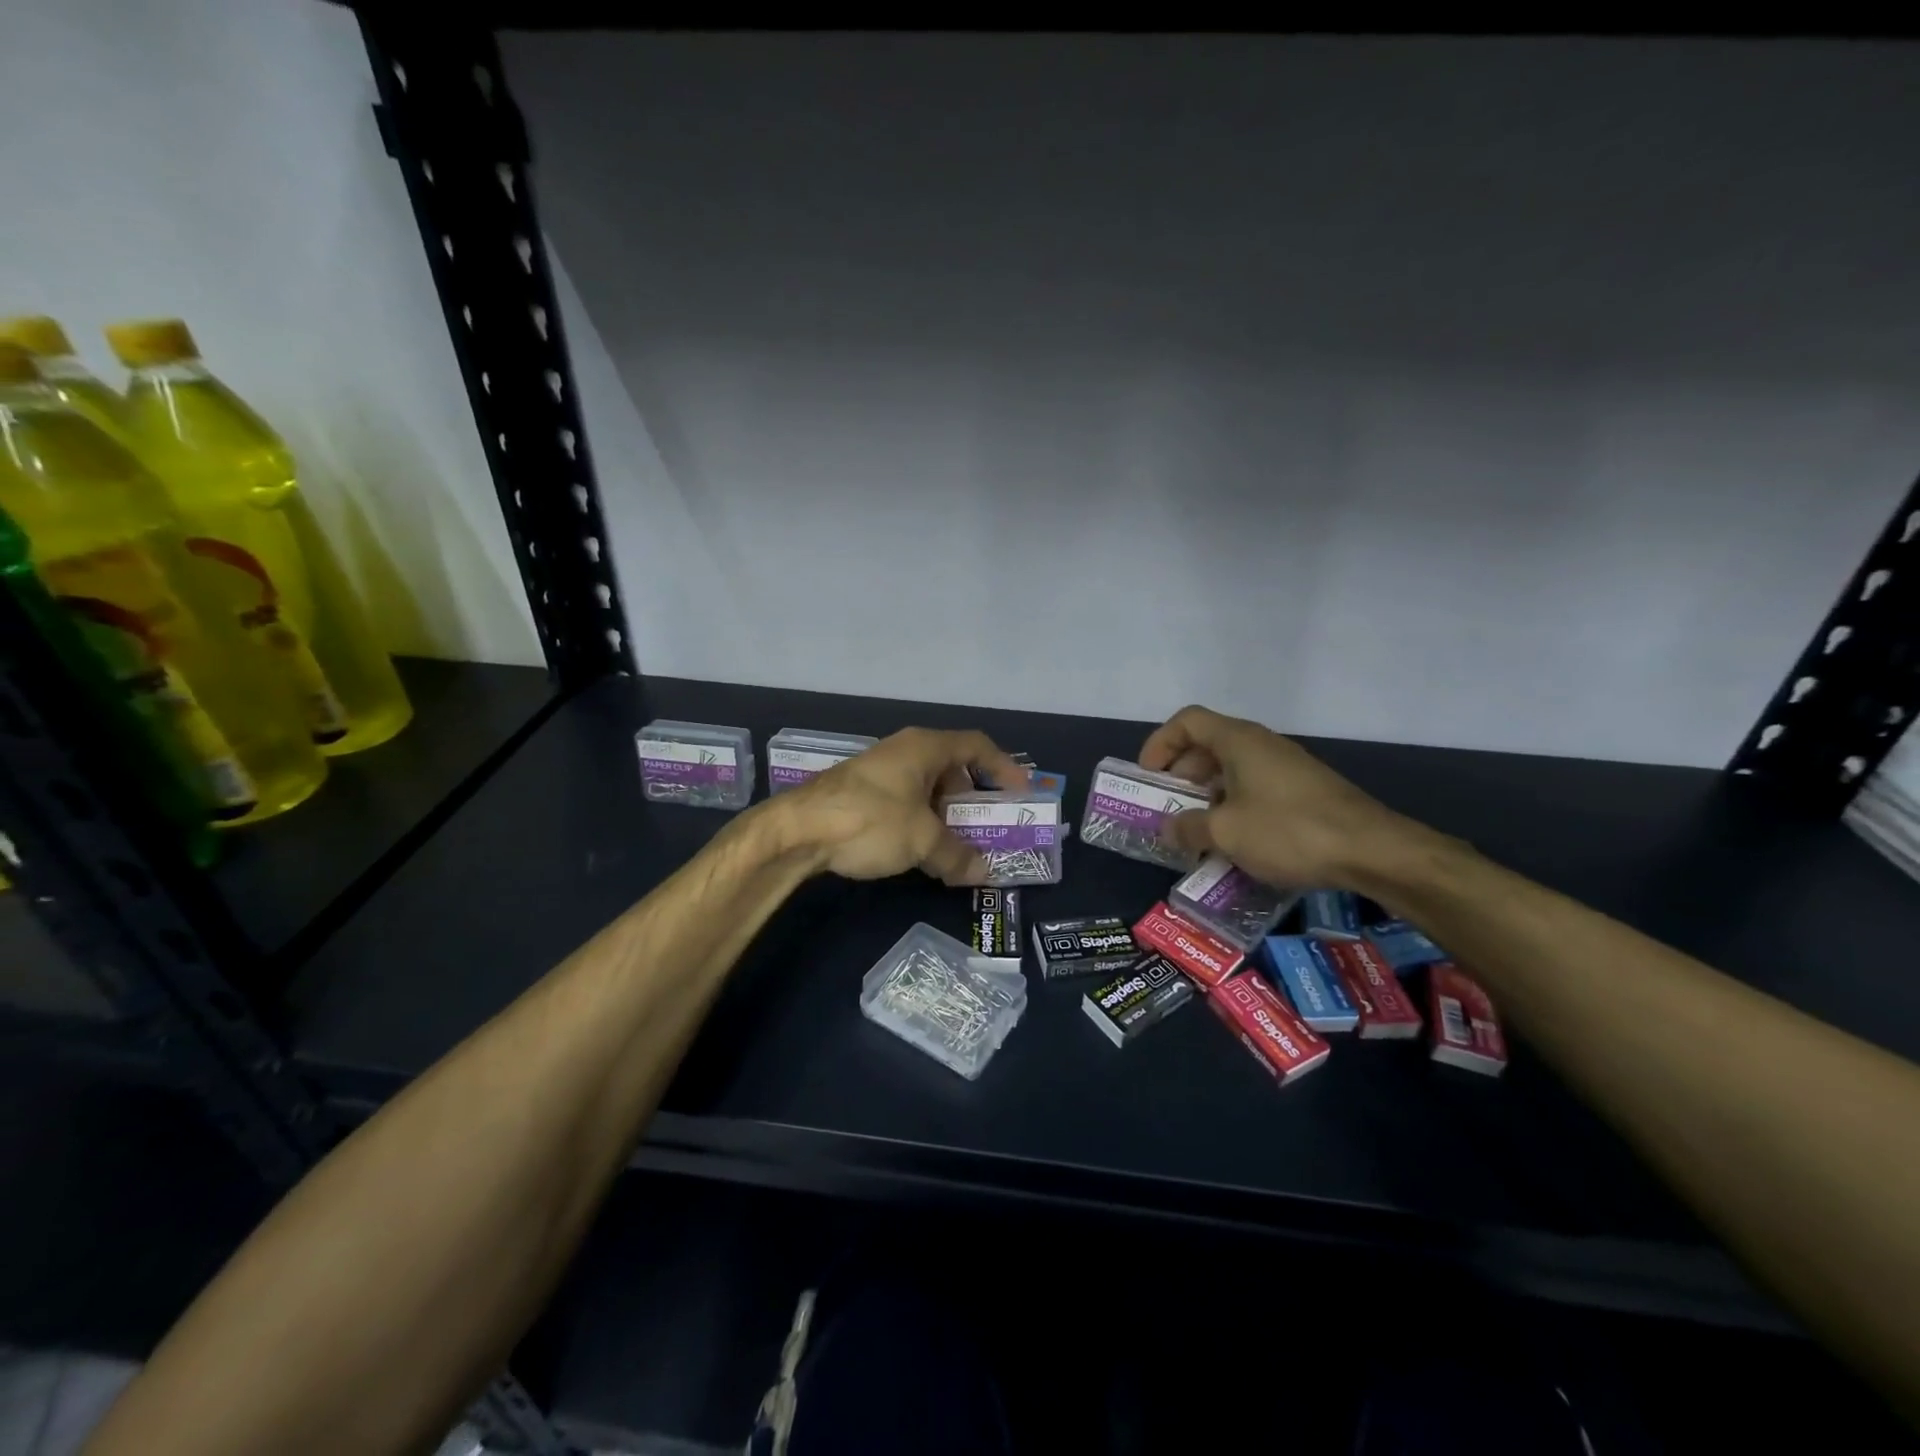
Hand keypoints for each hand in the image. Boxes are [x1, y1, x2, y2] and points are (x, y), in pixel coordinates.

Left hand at [782, 727, 1028, 883]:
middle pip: (952, 767)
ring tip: (958, 845)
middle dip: (973, 798)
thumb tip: (984, 873)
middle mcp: (903, 751)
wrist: (796, 831)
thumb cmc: (869, 820)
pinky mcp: (860, 793)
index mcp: (924, 747)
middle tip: (989, 826)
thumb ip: (957, 856)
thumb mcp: (921, 840)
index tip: (1021, 792)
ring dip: (946, 815)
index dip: (1003, 766)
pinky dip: (921, 821)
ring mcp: (879, 771)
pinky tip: (921, 850)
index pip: (976, 745)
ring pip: (926, 788)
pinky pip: (905, 801)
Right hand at [1138, 704, 1426, 889]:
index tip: (1148, 777)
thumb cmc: (1288, 831)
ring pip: (1232, 768)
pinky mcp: (1303, 790)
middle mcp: (1261, 744)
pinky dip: (1234, 805)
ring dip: (1206, 794)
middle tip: (1168, 807)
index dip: (1160, 743)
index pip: (1186, 721)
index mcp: (1238, 741)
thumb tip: (1168, 829)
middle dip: (1180, 774)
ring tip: (1197, 829)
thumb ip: (1188, 828)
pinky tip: (1235, 840)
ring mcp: (1285, 766)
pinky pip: (1254, 787)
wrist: (1372, 850)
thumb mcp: (1226, 833)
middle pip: (1207, 744)